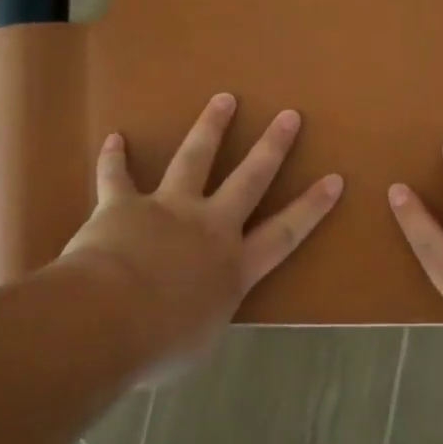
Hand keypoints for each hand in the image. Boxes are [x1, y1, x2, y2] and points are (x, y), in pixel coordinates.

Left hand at [60, 93, 342, 382]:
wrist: (109, 320)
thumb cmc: (160, 344)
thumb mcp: (198, 342)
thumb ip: (204, 315)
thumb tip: (197, 313)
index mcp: (234, 266)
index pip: (284, 232)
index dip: (311, 207)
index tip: (334, 179)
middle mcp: (210, 228)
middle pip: (248, 179)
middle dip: (271, 147)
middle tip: (288, 116)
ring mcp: (168, 210)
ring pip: (194, 159)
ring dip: (210, 127)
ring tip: (224, 99)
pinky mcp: (124, 204)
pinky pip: (117, 176)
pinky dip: (114, 158)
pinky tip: (114, 138)